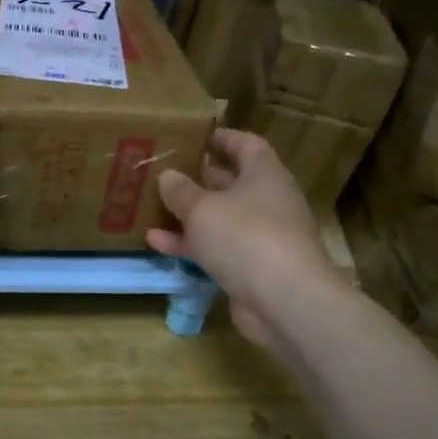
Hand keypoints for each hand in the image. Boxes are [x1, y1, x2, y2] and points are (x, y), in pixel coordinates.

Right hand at [146, 128, 335, 346]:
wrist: (286, 302)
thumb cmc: (246, 237)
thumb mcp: (203, 208)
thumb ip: (181, 191)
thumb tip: (168, 176)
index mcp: (264, 174)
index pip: (245, 144)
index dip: (222, 138)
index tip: (194, 136)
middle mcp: (267, 201)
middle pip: (231, 182)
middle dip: (198, 179)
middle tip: (163, 172)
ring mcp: (261, 237)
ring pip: (220, 219)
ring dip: (188, 215)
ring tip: (151, 208)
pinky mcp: (251, 268)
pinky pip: (216, 249)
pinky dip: (190, 245)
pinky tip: (156, 243)